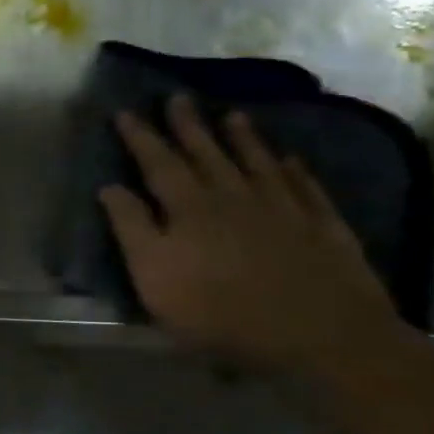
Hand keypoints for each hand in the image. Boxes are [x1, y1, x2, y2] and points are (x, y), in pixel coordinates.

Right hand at [99, 93, 407, 377]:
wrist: (319, 336)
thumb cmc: (219, 310)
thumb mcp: (154, 276)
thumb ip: (131, 228)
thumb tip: (110, 187)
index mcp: (189, 208)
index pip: (158, 163)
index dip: (140, 137)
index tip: (126, 112)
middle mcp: (234, 196)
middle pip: (207, 153)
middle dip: (188, 126)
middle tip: (178, 97)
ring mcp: (284, 209)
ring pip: (257, 163)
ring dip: (243, 138)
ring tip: (233, 115)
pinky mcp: (323, 228)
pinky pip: (306, 188)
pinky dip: (296, 170)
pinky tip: (292, 160)